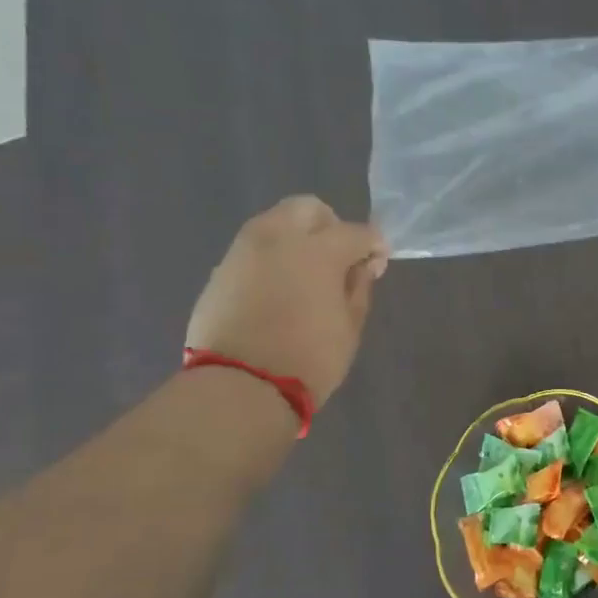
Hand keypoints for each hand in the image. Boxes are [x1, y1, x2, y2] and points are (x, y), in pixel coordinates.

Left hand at [186, 197, 388, 405]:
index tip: (378, 263)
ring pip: (274, 224)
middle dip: (329, 226)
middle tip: (339, 258)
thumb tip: (363, 265)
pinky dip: (271, 260)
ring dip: (296, 239)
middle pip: (307, 208)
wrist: (238, 388)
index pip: (356, 232)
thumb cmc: (309, 359)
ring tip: (306, 274)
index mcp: (318, 250)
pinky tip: (278, 291)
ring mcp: (242, 253)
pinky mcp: (220, 272)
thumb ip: (359, 286)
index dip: (374, 245)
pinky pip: (253, 251)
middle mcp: (277, 239)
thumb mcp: (349, 325)